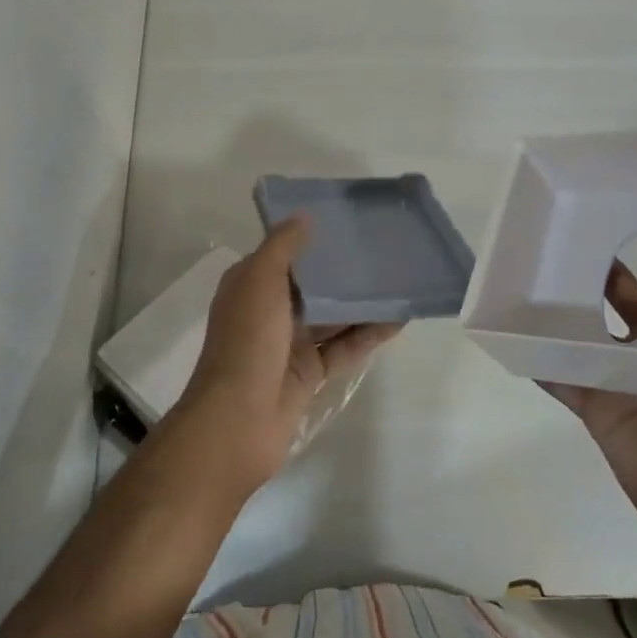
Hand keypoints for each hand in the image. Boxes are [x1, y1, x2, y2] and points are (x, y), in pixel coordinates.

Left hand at [174, 216, 403, 495]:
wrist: (237, 421)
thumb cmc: (247, 341)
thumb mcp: (260, 281)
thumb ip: (283, 247)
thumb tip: (304, 216)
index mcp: (251, 285)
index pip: (284, 254)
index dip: (312, 239)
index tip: (348, 223)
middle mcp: (268, 311)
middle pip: (312, 285)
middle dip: (342, 271)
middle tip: (383, 251)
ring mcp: (289, 344)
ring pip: (332, 317)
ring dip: (361, 303)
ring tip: (399, 282)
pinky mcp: (309, 374)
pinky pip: (343, 347)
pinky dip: (367, 335)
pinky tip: (398, 320)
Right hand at [546, 230, 636, 578]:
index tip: (634, 207)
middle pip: (618, 304)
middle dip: (596, 271)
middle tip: (565, 229)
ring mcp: (620, 378)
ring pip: (583, 333)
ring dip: (559, 307)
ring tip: (530, 267)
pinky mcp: (594, 406)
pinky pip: (559, 377)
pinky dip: (535, 357)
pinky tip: (510, 330)